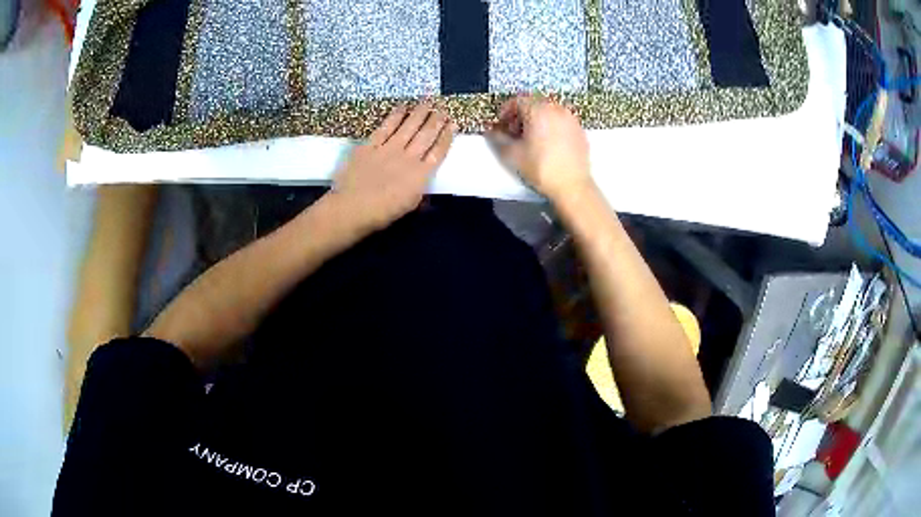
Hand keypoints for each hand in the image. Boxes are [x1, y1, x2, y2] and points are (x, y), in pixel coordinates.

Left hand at [332, 103, 455, 230]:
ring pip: (408, 126)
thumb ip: (420, 193)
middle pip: (426, 134)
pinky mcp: (370, 145)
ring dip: (419, 113)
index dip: (447, 136)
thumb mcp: (409, 207)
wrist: (352, 208)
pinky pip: (386, 127)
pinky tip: (402, 107)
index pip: (438, 151)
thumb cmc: (382, 214)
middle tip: (443, 108)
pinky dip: (395, 116)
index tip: (453, 124)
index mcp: (420, 175)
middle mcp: (408, 157)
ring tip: (427, 102)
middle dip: (436, 120)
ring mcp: (388, 149)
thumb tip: (425, 187)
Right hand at [489, 96, 591, 202]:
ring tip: (531, 138)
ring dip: (537, 119)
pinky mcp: (580, 130)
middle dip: (521, 115)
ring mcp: (571, 118)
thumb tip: (490, 131)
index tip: (501, 125)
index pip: (517, 100)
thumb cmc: (541, 168)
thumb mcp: (512, 154)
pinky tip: (548, 144)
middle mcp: (556, 109)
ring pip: (549, 111)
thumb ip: (497, 138)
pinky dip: (552, 126)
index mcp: (538, 110)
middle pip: (534, 103)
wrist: (573, 186)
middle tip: (514, 132)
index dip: (505, 111)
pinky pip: (561, 121)